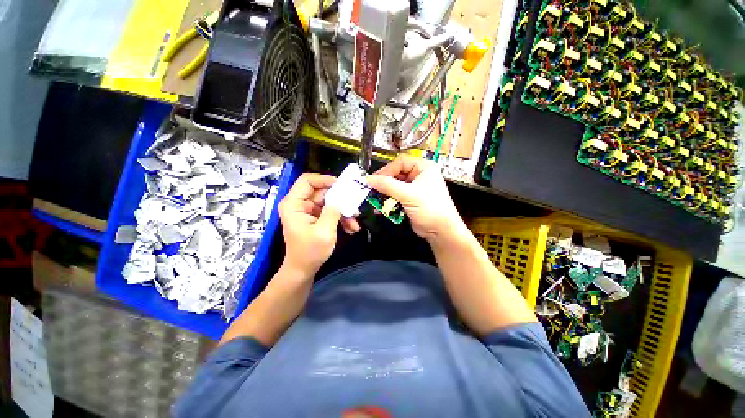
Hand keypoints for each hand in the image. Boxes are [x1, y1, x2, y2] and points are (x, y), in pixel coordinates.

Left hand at [278, 174, 360, 277]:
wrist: (303, 270)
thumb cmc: (310, 252)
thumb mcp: (324, 231)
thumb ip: (333, 211)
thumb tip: (342, 197)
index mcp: (294, 204)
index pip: (307, 180)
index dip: (325, 179)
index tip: (342, 185)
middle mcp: (299, 204)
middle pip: (322, 192)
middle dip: (340, 200)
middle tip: (355, 206)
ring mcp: (308, 211)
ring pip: (330, 202)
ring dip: (343, 212)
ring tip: (355, 223)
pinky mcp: (315, 217)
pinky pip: (330, 211)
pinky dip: (341, 218)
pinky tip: (350, 228)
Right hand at [367, 156, 465, 243]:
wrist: (441, 231)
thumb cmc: (430, 208)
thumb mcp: (408, 195)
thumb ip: (387, 186)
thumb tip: (369, 179)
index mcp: (424, 167)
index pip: (400, 162)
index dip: (386, 170)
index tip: (374, 180)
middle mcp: (419, 175)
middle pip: (396, 174)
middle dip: (384, 183)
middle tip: (372, 189)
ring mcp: (415, 188)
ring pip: (395, 186)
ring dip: (385, 193)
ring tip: (375, 199)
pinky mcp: (411, 199)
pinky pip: (396, 196)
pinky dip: (388, 201)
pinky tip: (381, 207)